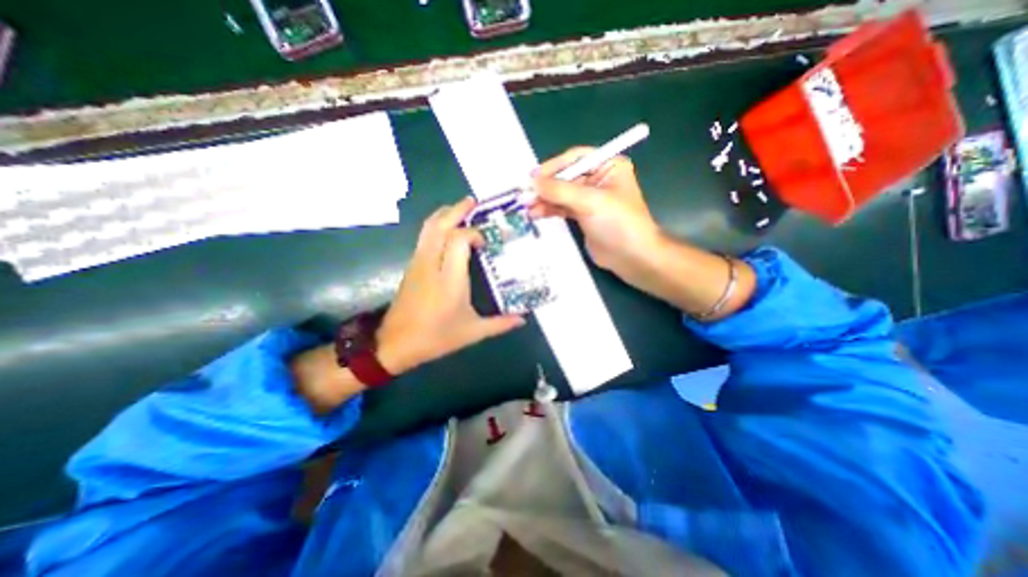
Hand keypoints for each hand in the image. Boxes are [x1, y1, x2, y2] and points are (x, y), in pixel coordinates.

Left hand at [374, 196, 523, 374]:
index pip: (459, 240)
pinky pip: (424, 237)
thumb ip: (499, 324)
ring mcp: (418, 263)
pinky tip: (447, 231)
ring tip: (460, 209)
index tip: (486, 243)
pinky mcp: (412, 266)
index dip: (474, 234)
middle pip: (439, 225)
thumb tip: (522, 319)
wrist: (395, 344)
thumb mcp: (472, 333)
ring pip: (428, 228)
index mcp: (450, 279)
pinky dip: (436, 226)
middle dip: (456, 209)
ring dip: (444, 214)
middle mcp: (432, 264)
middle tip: (472, 201)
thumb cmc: (436, 337)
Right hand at [534, 147, 663, 278]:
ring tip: (527, 207)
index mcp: (608, 166)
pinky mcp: (583, 216)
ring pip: (562, 194)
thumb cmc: (617, 223)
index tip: (532, 178)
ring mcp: (590, 199)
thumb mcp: (590, 202)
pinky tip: (536, 214)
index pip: (575, 159)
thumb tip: (532, 182)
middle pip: (566, 177)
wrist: (632, 257)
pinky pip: (562, 208)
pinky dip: (549, 209)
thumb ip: (560, 190)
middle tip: (525, 195)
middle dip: (546, 187)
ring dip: (544, 199)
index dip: (553, 167)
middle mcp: (598, 179)